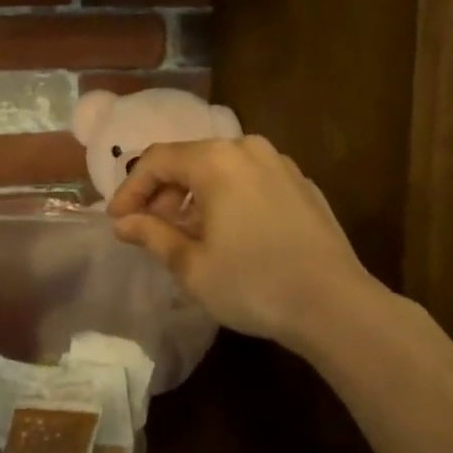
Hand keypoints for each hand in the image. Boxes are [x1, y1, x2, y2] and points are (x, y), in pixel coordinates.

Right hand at [106, 136, 384, 356]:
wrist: (336, 305)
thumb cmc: (253, 284)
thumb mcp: (192, 266)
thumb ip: (152, 235)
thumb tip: (123, 223)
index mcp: (215, 160)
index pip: (157, 160)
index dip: (131, 189)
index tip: (117, 220)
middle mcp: (246, 148)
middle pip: (189, 159)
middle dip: (162, 192)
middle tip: (148, 228)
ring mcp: (279, 163)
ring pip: (221, 168)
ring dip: (195, 195)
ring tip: (186, 232)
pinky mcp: (301, 184)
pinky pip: (250, 179)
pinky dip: (228, 197)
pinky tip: (228, 232)